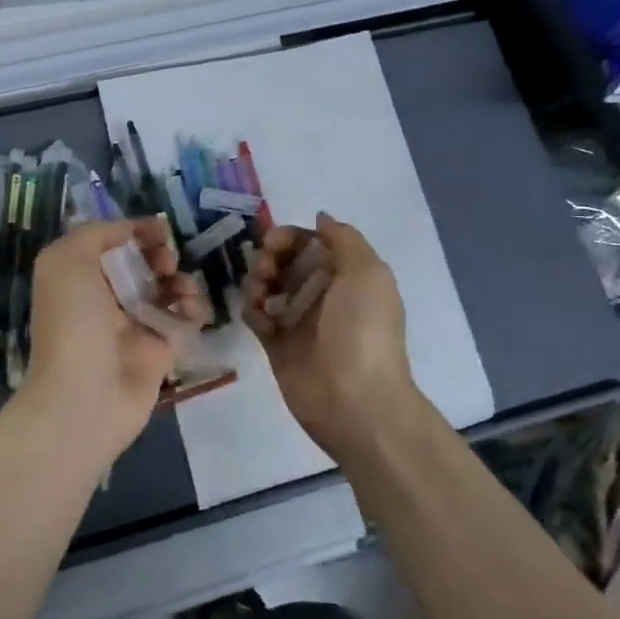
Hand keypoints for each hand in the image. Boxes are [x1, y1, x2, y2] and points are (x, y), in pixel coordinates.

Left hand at [16, 219, 206, 463]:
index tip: (160, 229)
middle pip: (143, 264)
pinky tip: (191, 310)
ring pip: (167, 291)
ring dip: (181, 281)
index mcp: (79, 276)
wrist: (84, 397)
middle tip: (165, 261)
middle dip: (160, 255)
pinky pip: (183, 321)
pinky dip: (193, 310)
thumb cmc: (73, 322)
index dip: (136, 231)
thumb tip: (129, 230)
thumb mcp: (67, 261)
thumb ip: (96, 234)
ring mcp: (133, 326)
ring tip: (183, 289)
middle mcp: (104, 298)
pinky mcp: (159, 352)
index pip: (112, 243)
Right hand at [244, 213, 426, 460]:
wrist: (353, 400)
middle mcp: (323, 293)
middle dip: (270, 257)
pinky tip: (260, 318)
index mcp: (347, 275)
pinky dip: (253, 310)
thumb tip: (321, 217)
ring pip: (268, 285)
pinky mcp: (277, 344)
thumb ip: (343, 238)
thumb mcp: (366, 272)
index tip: (274, 243)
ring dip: (257, 281)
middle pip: (286, 261)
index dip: (290, 237)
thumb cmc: (362, 330)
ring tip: (260, 296)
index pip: (312, 242)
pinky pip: (257, 315)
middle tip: (266, 271)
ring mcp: (298, 319)